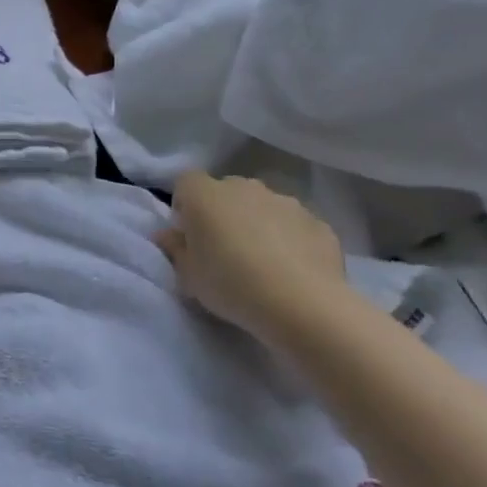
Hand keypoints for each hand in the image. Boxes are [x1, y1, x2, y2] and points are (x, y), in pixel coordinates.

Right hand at [157, 170, 345, 340]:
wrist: (302, 304)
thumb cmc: (231, 284)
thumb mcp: (188, 275)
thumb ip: (175, 248)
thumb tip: (167, 234)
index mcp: (205, 195)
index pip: (186, 182)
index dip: (185, 204)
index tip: (189, 234)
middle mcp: (244, 188)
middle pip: (226, 191)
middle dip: (223, 212)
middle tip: (223, 248)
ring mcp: (285, 202)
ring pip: (263, 206)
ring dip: (258, 223)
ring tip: (262, 262)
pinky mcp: (318, 222)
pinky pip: (294, 225)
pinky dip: (290, 239)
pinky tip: (292, 270)